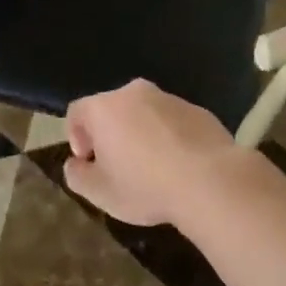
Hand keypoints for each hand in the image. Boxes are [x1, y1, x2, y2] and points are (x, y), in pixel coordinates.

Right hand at [65, 79, 237, 227]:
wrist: (210, 181)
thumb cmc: (146, 186)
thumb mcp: (100, 193)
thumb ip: (77, 176)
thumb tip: (75, 164)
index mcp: (105, 108)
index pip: (77, 112)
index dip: (76, 136)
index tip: (88, 162)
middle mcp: (134, 93)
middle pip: (111, 109)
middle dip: (110, 134)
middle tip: (117, 165)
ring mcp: (169, 98)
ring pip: (144, 113)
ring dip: (140, 134)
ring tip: (151, 168)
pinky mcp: (197, 110)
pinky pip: (172, 121)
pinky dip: (168, 136)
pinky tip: (178, 165)